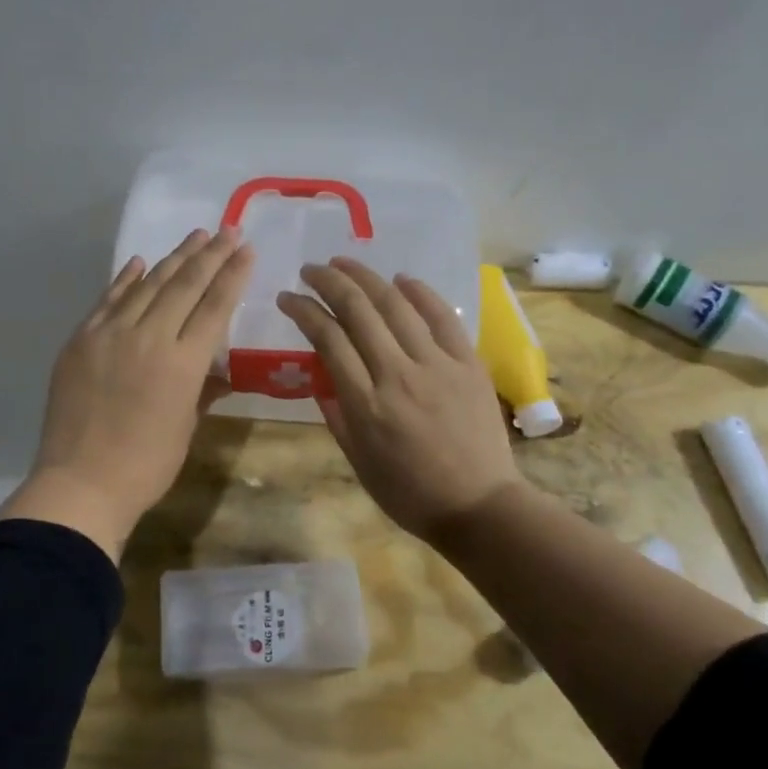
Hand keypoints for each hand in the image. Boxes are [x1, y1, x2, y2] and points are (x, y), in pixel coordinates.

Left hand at [0, 228, 254, 559]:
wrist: (80, 483)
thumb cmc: (146, 466)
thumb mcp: (186, 428)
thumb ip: (202, 391)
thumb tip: (214, 371)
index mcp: (182, 363)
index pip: (215, 306)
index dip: (233, 275)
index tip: (246, 249)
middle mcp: (148, 337)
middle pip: (184, 285)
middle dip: (210, 254)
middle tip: (227, 229)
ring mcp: (110, 334)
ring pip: (147, 284)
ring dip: (173, 258)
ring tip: (195, 236)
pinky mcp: (81, 339)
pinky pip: (108, 300)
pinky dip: (126, 279)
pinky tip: (140, 262)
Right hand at [278, 257, 523, 545]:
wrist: (479, 506)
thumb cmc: (411, 493)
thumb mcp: (359, 463)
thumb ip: (336, 416)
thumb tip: (320, 378)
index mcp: (366, 404)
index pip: (327, 339)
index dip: (303, 311)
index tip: (287, 297)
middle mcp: (397, 375)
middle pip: (358, 311)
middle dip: (328, 282)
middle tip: (310, 269)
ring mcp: (437, 365)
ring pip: (396, 305)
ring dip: (366, 277)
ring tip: (344, 262)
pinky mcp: (468, 363)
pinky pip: (442, 317)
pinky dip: (420, 293)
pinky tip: (401, 279)